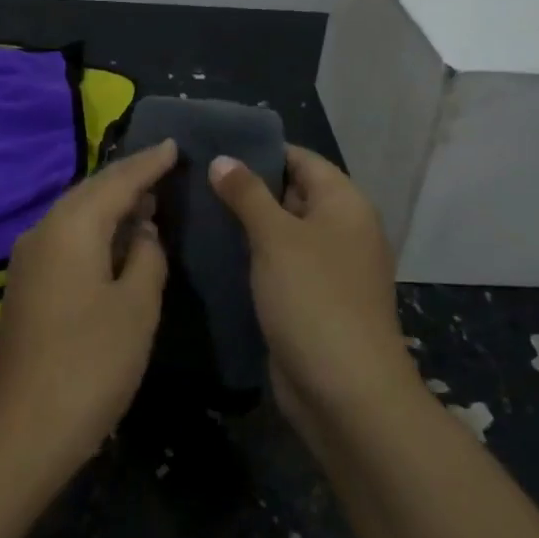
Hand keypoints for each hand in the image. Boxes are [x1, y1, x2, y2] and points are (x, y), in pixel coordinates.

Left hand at [0, 139, 177, 480]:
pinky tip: (115, 241)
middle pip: (90, 192)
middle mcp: (42, 231)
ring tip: (146, 199)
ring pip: (74, 215)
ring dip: (110, 205)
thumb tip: (142, 231)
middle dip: (127, 180)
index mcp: (70, 228)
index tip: (173, 145)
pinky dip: (93, 231)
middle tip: (163, 168)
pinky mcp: (25, 285)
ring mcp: (27, 259)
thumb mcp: (136, 307)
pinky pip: (65, 239)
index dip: (147, 164)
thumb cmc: (90, 364)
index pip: (116, 181)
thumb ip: (145, 257)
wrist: (23, 430)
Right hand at [208, 145, 408, 421]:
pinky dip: (250, 256)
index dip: (260, 150)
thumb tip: (222, 159)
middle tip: (193, 176)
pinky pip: (277, 265)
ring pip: (280, 232)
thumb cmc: (314, 299)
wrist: (345, 392)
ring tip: (193, 208)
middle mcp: (340, 230)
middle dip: (246, 186)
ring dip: (244, 223)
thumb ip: (247, 194)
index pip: (301, 159)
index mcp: (344, 204)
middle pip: (291, 193)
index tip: (214, 145)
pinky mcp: (309, 300)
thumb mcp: (277, 237)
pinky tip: (210, 251)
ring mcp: (326, 268)